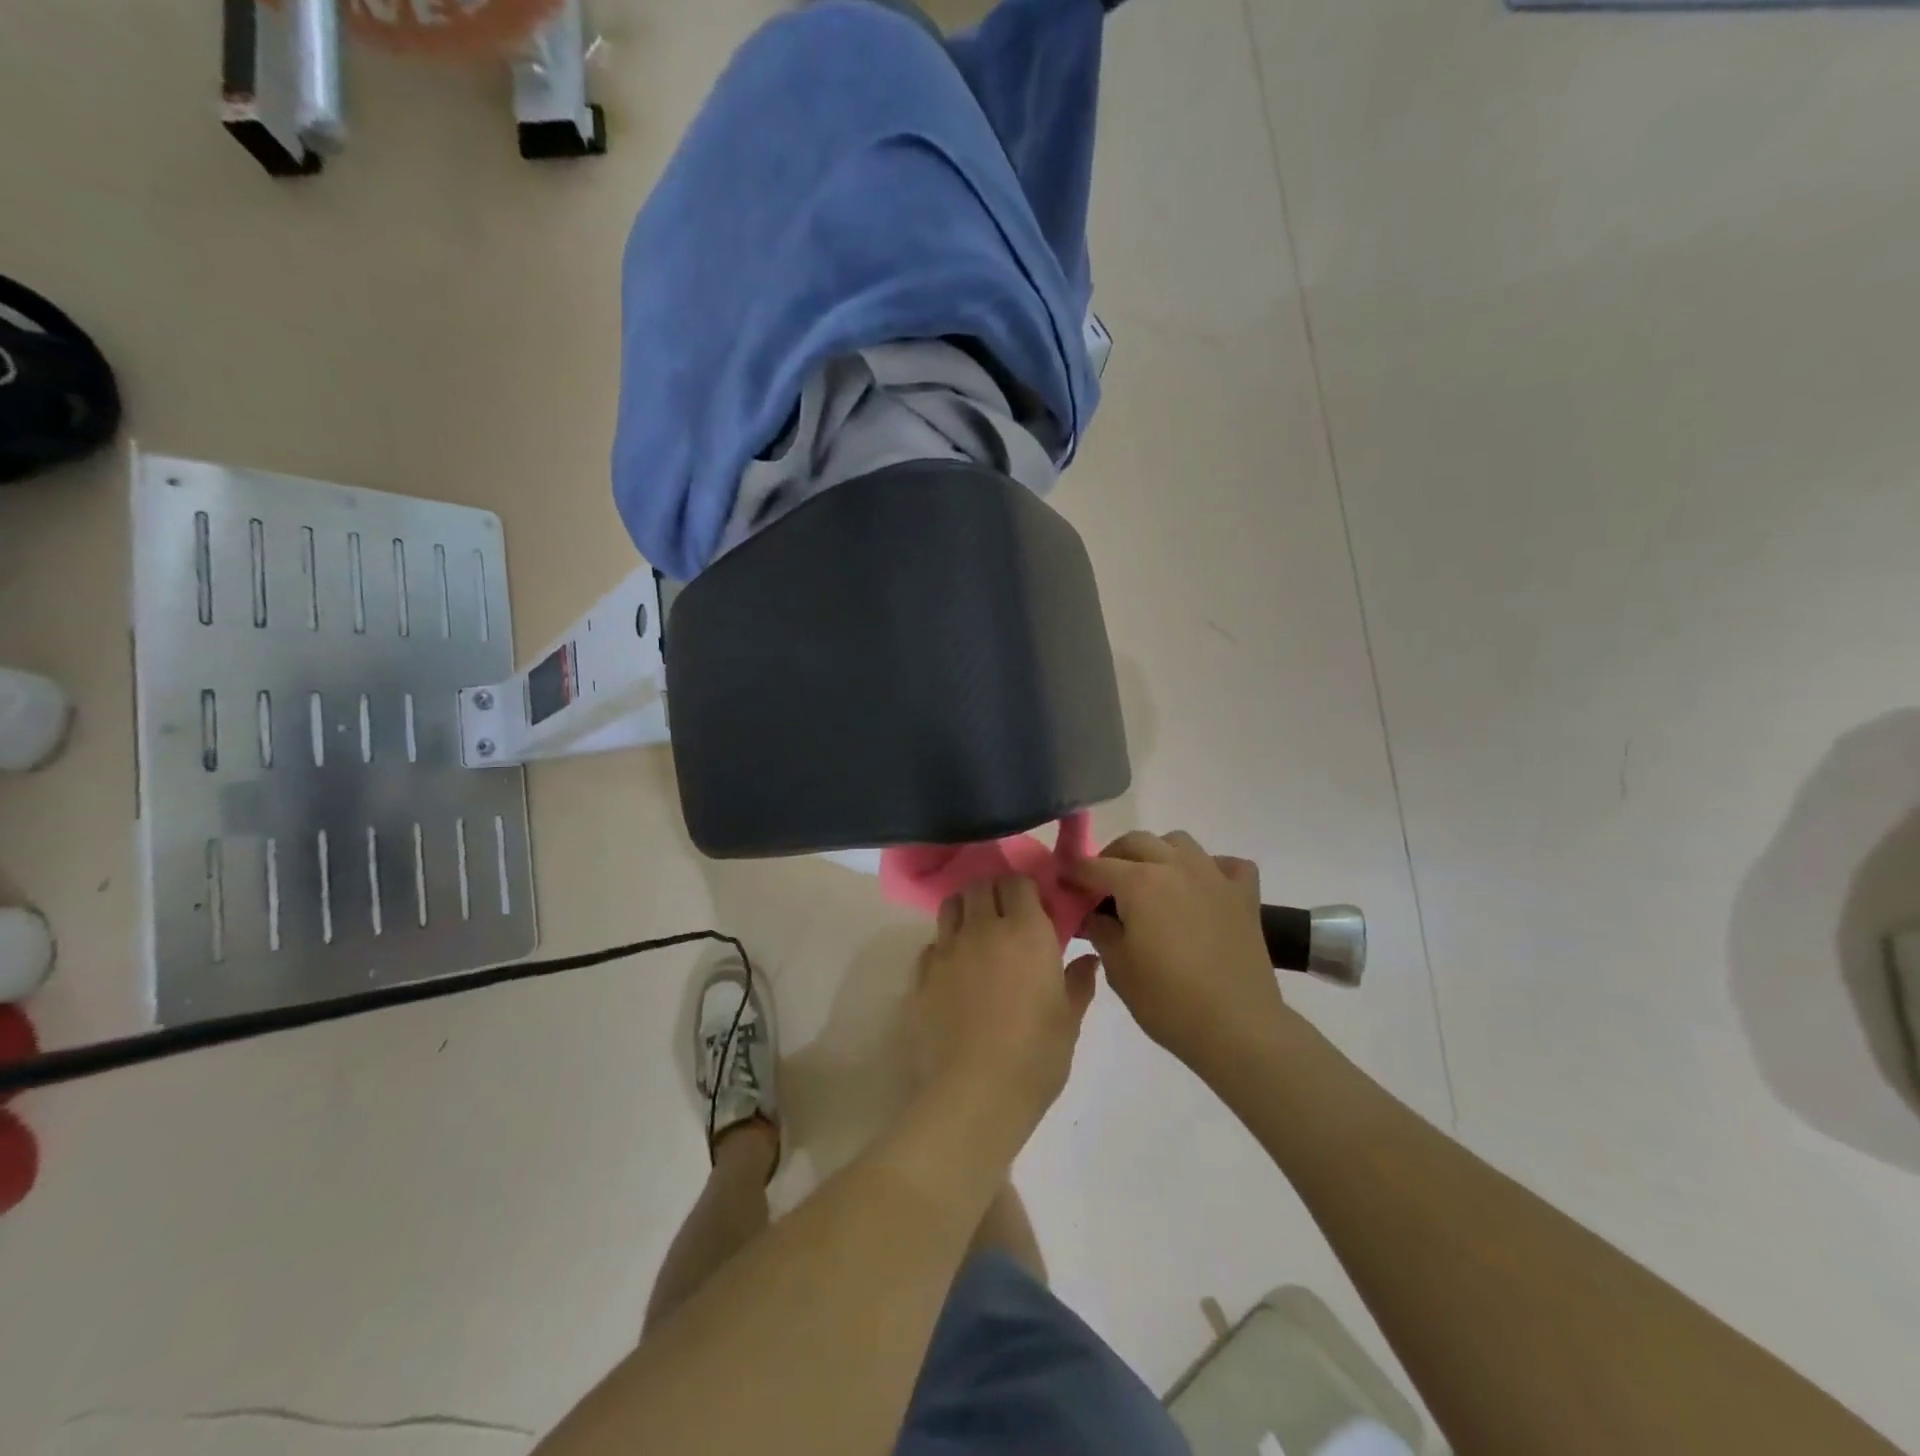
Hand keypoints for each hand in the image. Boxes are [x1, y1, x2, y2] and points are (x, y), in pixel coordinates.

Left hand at [915, 877, 1097, 1138]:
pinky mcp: (921, 975)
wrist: (974, 1093)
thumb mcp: (1069, 1020)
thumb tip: (1087, 959)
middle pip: (980, 886)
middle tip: (1007, 916)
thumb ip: (1078, 982)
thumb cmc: (1035, 1056)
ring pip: (951, 906)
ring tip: (977, 933)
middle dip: (994, 892)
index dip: (1026, 889)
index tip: (1036, 907)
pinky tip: (955, 971)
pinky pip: (932, 944)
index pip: (1018, 882)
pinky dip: (944, 947)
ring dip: (966, 910)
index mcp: (1025, 931)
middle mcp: (982, 928)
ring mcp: (947, 950)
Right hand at [1067, 831, 1286, 1080]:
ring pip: (1178, 842)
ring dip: (1157, 853)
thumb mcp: (1117, 968)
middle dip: (1112, 857)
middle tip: (1103, 887)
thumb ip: (1099, 930)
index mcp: (1139, 883)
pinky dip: (1211, 868)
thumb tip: (1094, 914)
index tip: (1063, 885)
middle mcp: (1175, 866)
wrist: (1238, 1028)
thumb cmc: (1168, 1001)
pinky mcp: (1244, 895)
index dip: (1074, 874)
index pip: (1095, 866)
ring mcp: (1214, 877)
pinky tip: (1202, 890)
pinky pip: (1226, 864)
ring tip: (1150, 882)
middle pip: (1135, 842)